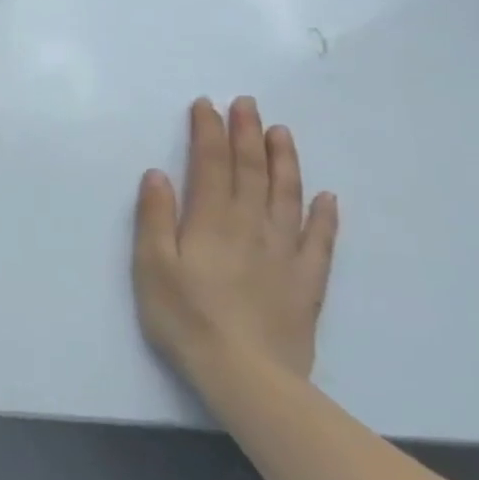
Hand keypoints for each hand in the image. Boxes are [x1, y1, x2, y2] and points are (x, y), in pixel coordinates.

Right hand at [133, 97, 338, 386]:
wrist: (247, 376)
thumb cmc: (185, 317)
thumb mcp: (152, 266)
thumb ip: (155, 217)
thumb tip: (157, 173)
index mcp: (211, 221)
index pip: (211, 165)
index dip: (208, 132)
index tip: (206, 105)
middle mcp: (251, 227)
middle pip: (251, 172)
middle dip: (246, 134)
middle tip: (246, 103)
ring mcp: (284, 254)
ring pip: (288, 197)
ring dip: (284, 162)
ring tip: (281, 133)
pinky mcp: (306, 282)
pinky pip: (320, 241)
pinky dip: (324, 216)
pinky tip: (326, 198)